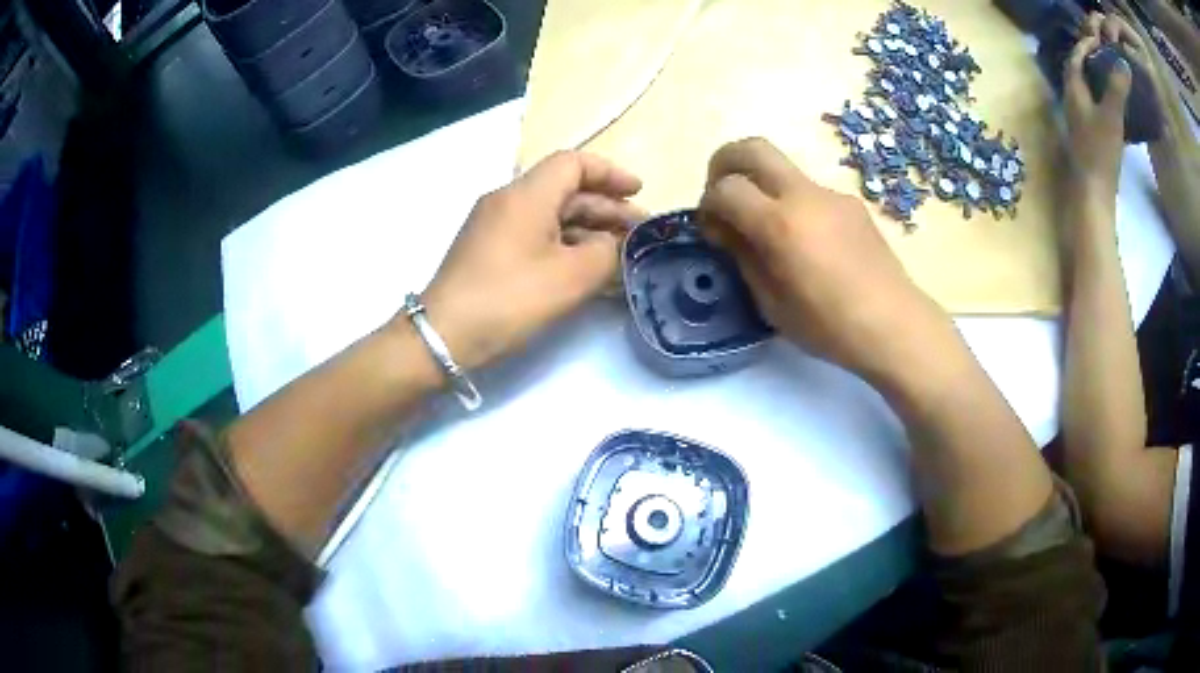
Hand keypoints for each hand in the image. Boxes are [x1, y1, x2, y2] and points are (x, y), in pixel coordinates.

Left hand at [415, 151, 643, 369]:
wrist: (444, 335)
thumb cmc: (510, 298)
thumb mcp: (572, 277)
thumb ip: (607, 253)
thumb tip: (613, 245)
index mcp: (526, 194)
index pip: (573, 163)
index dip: (610, 173)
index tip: (638, 192)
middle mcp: (508, 201)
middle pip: (565, 190)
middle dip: (606, 208)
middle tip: (639, 234)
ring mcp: (495, 226)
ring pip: (551, 215)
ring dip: (588, 230)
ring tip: (620, 255)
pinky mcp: (489, 251)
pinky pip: (535, 236)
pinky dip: (565, 245)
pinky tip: (586, 270)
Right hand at [697, 138, 953, 384]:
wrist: (893, 324)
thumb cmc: (828, 325)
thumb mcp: (771, 303)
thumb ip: (743, 257)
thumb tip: (726, 230)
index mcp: (779, 224)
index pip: (726, 188)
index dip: (708, 203)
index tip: (711, 228)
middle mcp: (804, 195)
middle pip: (752, 148)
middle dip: (725, 162)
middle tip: (722, 193)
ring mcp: (832, 195)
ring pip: (783, 169)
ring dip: (763, 187)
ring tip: (770, 232)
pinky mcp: (851, 204)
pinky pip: (810, 192)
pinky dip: (793, 205)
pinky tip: (808, 244)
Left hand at [1064, 14, 1136, 201]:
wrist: (1094, 194)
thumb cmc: (1100, 151)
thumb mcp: (1111, 115)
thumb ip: (1117, 89)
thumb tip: (1122, 63)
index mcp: (1073, 91)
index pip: (1074, 59)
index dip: (1083, 47)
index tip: (1095, 40)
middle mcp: (1072, 102)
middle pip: (1079, 73)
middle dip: (1090, 61)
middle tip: (1105, 56)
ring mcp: (1080, 122)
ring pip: (1087, 92)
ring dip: (1098, 82)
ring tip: (1112, 77)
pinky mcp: (1090, 139)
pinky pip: (1095, 110)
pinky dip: (1104, 102)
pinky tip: (1117, 107)